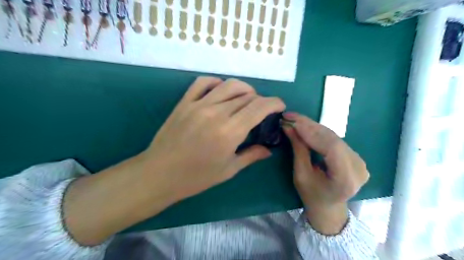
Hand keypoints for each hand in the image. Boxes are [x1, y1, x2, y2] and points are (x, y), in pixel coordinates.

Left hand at [63, 76, 284, 245]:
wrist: (160, 174)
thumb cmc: (196, 177)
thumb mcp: (228, 170)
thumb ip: (251, 156)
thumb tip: (268, 149)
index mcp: (229, 132)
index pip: (259, 107)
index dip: (274, 103)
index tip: (280, 106)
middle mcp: (216, 113)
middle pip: (247, 96)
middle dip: (260, 100)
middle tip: (261, 111)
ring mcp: (198, 104)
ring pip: (229, 85)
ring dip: (244, 89)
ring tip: (246, 99)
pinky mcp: (185, 102)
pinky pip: (203, 82)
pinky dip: (217, 83)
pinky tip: (221, 92)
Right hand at [282, 113, 370, 234]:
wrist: (329, 207)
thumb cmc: (312, 195)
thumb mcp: (301, 175)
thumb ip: (298, 149)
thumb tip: (288, 127)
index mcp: (346, 179)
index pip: (331, 148)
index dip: (311, 133)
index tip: (292, 122)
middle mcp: (358, 168)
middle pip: (333, 139)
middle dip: (309, 126)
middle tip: (290, 116)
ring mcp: (360, 161)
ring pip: (333, 137)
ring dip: (313, 126)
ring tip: (295, 119)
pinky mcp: (355, 156)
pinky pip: (335, 140)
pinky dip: (319, 132)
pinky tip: (306, 126)